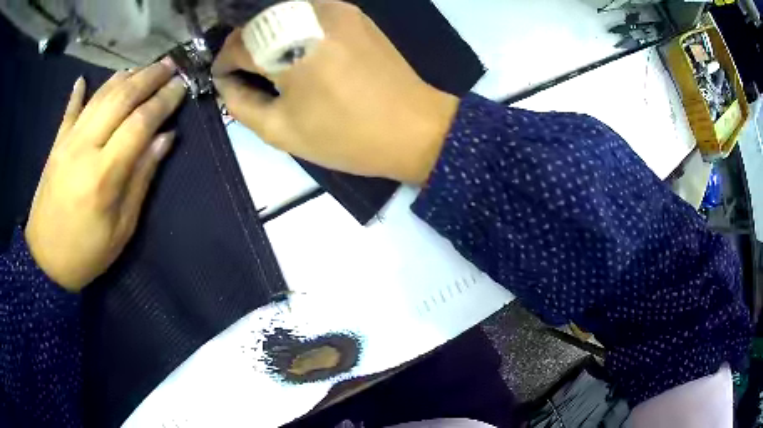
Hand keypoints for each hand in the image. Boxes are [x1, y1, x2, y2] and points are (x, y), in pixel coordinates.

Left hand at [25, 61, 185, 291]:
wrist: (45, 262)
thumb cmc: (87, 253)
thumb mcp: (122, 228)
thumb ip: (142, 179)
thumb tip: (165, 139)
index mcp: (104, 175)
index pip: (140, 123)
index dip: (164, 101)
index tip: (182, 87)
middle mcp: (85, 147)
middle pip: (121, 98)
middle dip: (148, 77)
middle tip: (170, 65)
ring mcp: (67, 142)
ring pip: (99, 97)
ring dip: (124, 77)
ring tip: (144, 67)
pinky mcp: (56, 145)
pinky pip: (70, 110)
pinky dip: (78, 92)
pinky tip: (83, 79)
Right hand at [212, 0, 458, 183]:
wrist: (413, 127)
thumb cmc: (346, 136)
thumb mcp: (281, 130)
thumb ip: (241, 103)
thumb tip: (226, 83)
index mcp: (290, 48)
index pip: (238, 44)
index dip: (223, 61)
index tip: (222, 78)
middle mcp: (311, 15)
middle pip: (258, 22)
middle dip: (243, 46)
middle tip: (242, 72)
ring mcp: (336, 9)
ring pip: (281, 13)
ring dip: (266, 35)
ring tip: (267, 63)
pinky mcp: (353, 12)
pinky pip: (307, 12)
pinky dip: (292, 27)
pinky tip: (296, 50)